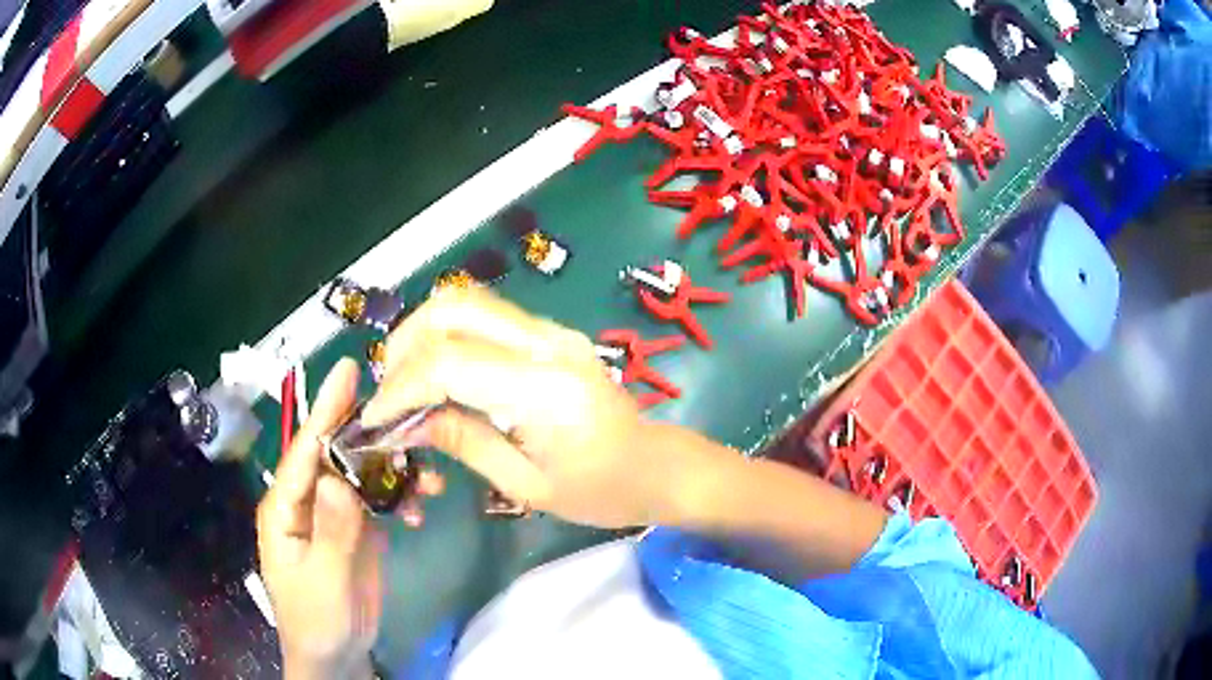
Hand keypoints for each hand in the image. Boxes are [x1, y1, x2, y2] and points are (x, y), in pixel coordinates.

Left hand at [256, 359, 441, 678]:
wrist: (336, 654)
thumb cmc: (317, 619)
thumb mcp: (323, 580)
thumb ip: (330, 531)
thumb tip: (338, 478)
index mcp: (286, 505)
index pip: (305, 449)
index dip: (326, 409)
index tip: (350, 370)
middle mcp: (308, 499)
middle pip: (338, 452)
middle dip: (374, 435)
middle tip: (412, 417)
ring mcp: (334, 513)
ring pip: (364, 474)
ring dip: (397, 472)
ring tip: (431, 481)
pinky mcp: (356, 528)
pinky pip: (379, 500)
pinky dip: (402, 499)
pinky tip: (420, 511)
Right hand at [363, 287, 706, 528]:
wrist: (657, 466)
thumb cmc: (601, 491)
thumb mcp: (526, 485)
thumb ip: (463, 441)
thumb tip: (405, 423)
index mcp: (544, 388)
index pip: (449, 363)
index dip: (401, 388)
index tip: (375, 419)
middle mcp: (547, 343)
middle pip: (454, 308)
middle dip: (405, 344)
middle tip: (388, 391)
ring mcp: (552, 331)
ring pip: (468, 302)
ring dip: (423, 335)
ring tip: (405, 382)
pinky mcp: (551, 334)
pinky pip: (486, 318)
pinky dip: (449, 337)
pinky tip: (438, 375)